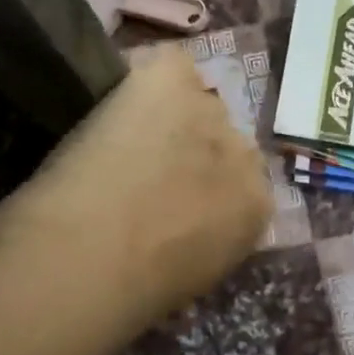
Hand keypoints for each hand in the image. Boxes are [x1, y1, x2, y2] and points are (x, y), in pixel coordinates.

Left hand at [12, 46, 272, 325]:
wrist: (97, 254)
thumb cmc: (137, 289)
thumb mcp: (191, 276)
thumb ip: (205, 238)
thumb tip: (186, 227)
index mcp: (256, 210)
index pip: (242, 181)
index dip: (204, 183)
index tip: (171, 194)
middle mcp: (246, 154)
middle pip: (222, 136)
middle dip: (190, 147)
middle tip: (144, 165)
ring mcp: (210, 112)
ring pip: (193, 101)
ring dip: (166, 116)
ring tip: (123, 139)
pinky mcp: (173, 80)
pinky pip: (170, 64)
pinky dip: (146, 77)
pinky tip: (120, 100)